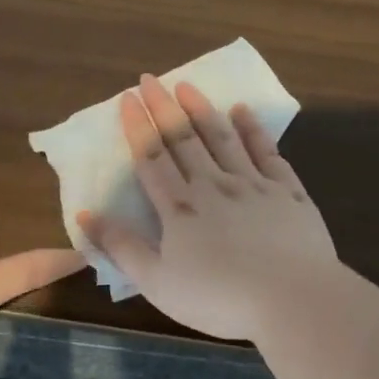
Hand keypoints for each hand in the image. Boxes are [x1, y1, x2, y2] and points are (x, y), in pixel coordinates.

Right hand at [79, 74, 338, 340]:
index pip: (152, 158)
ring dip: (203, 110)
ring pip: (222, 138)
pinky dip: (253, 129)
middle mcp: (214, 185)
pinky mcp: (287, 191)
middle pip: (184, 139)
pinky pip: (267, 151)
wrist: (292, 299)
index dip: (138, 127)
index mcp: (180, 209)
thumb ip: (122, 248)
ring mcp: (253, 184)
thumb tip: (86, 215)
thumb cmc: (219, 299)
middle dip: (164, 107)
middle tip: (151, 79)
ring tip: (188, 86)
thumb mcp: (158, 283)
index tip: (128, 98)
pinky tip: (243, 111)